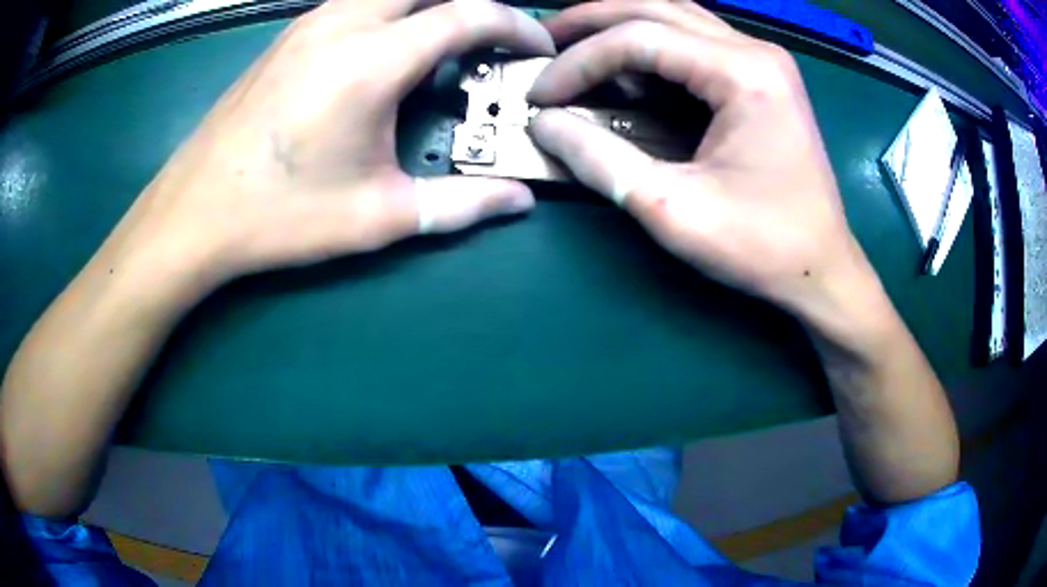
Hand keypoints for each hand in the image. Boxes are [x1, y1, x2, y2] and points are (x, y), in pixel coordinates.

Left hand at [116, 0, 553, 291]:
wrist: (194, 213)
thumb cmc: (280, 216)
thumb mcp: (378, 216)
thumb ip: (459, 204)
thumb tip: (518, 201)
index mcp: (372, 61)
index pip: (468, 14)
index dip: (516, 25)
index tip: (536, 49)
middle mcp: (342, 24)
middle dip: (473, 7)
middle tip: (492, 44)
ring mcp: (309, 24)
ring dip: (429, 8)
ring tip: (445, 47)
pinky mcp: (287, 36)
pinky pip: (355, 3)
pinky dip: (390, 13)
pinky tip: (387, 52)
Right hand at [527, 1, 870, 317]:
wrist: (821, 269)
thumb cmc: (761, 246)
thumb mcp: (672, 209)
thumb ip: (601, 159)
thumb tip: (543, 125)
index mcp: (743, 73)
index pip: (639, 38)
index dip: (579, 61)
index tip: (539, 94)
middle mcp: (755, 51)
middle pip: (656, 7)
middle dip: (591, 20)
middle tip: (542, 40)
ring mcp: (762, 61)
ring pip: (675, 16)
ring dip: (619, 24)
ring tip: (571, 45)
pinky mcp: (760, 78)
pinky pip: (693, 42)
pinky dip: (649, 47)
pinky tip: (621, 67)